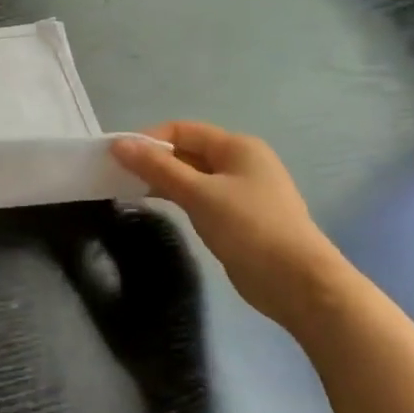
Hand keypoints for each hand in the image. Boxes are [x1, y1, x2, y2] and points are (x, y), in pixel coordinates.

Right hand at [112, 122, 344, 325]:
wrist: (297, 282)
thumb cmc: (249, 228)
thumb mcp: (198, 194)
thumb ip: (157, 168)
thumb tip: (119, 144)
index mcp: (237, 147)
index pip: (182, 130)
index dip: (148, 139)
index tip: (116, 157)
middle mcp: (240, 162)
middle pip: (187, 151)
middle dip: (153, 160)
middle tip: (117, 175)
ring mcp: (240, 191)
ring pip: (192, 176)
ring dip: (162, 180)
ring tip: (129, 191)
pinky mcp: (237, 217)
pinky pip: (199, 197)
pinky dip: (177, 197)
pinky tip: (158, 207)